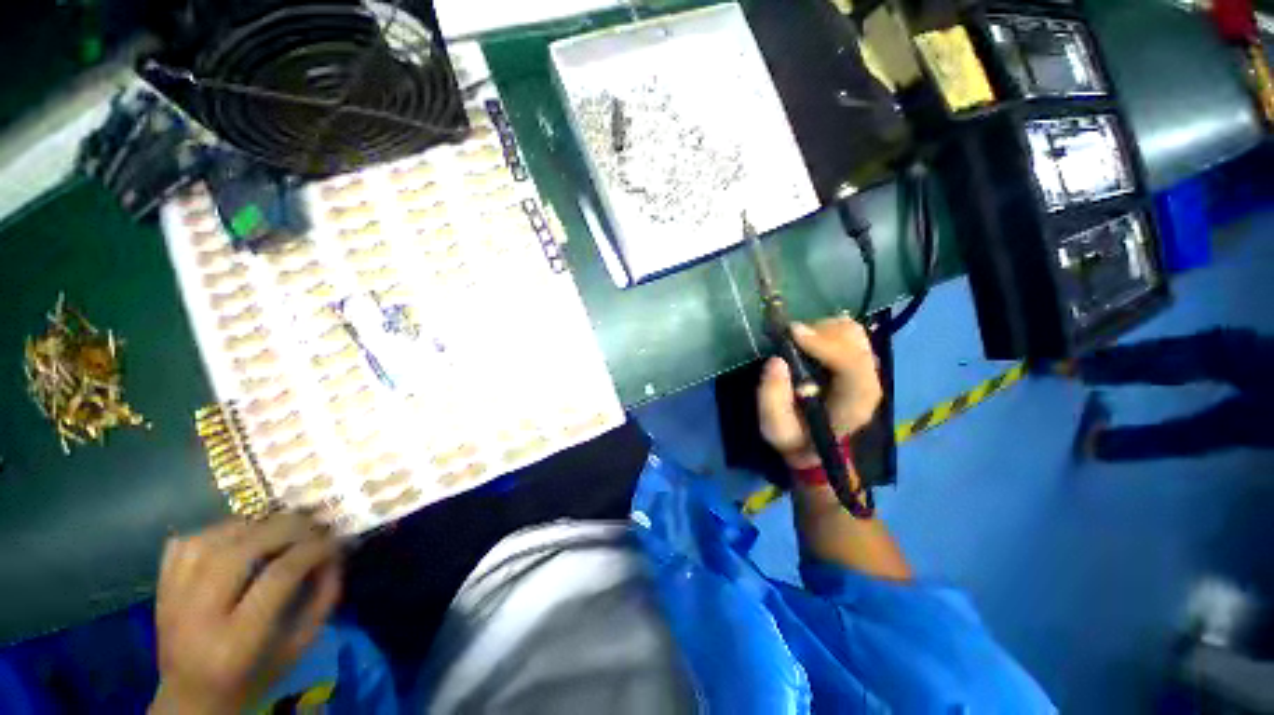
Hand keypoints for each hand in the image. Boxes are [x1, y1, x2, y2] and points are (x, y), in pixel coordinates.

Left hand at [149, 513, 342, 714]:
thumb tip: (335, 554)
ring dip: (252, 524)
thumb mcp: (298, 646)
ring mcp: (172, 600)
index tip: (335, 540)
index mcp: (237, 641)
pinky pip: (185, 544)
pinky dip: (215, 531)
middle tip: (312, 523)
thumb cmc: (255, 675)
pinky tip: (236, 536)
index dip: (313, 549)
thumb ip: (321, 598)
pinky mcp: (160, 589)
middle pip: (241, 551)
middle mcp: (199, 616)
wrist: (192, 698)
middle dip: (285, 528)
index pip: (279, 576)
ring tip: (277, 525)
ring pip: (211, 540)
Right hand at [757, 316, 882, 469]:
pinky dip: (823, 329)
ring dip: (820, 329)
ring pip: (850, 330)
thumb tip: (776, 361)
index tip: (793, 333)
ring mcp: (865, 367)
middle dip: (818, 332)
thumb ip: (772, 399)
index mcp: (854, 401)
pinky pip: (845, 331)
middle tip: (788, 339)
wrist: (815, 445)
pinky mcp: (855, 359)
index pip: (852, 364)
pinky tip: (806, 343)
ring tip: (796, 342)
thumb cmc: (797, 438)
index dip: (825, 344)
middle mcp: (867, 380)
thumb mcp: (776, 429)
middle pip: (854, 339)